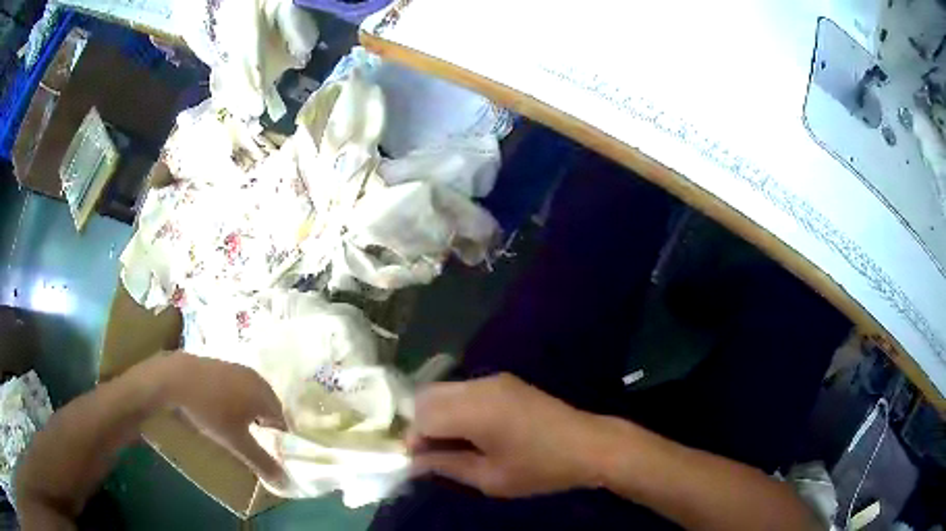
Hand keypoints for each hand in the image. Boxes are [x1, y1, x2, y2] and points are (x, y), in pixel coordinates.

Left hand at [161, 353, 288, 487]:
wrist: (178, 378)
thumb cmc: (210, 411)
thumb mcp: (235, 441)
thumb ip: (260, 460)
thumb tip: (282, 479)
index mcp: (264, 395)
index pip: (281, 420)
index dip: (278, 438)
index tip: (270, 450)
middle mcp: (256, 379)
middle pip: (269, 405)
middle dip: (266, 423)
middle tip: (256, 439)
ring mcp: (239, 368)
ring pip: (254, 394)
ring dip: (252, 410)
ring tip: (239, 424)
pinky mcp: (223, 364)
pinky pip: (240, 385)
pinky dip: (238, 397)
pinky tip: (223, 406)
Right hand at [409, 373, 611, 497]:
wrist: (589, 444)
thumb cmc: (541, 468)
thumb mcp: (491, 478)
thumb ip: (447, 465)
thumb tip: (414, 462)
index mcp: (476, 410)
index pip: (422, 416)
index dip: (412, 439)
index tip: (418, 462)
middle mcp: (480, 386)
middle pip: (427, 396)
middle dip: (420, 424)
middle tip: (431, 453)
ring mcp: (494, 380)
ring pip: (444, 391)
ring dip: (436, 415)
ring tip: (450, 444)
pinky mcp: (505, 381)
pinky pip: (463, 390)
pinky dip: (454, 408)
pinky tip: (469, 431)